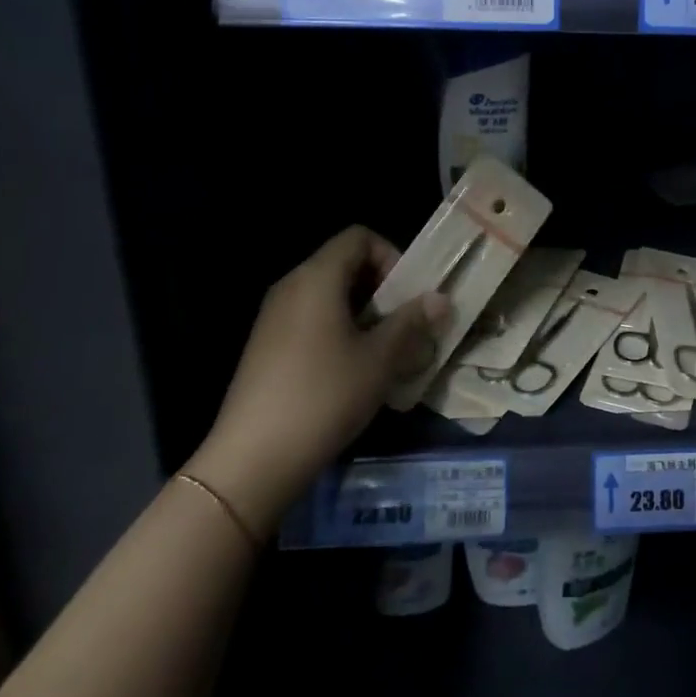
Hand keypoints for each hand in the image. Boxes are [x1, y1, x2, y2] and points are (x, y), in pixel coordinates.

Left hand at [185, 227, 448, 540]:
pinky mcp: (267, 347)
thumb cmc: (324, 395)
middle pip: (345, 264)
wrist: (253, 459)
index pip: (359, 237)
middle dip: (382, 288)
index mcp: (317, 277)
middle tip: (405, 325)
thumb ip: (412, 322)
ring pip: (330, 295)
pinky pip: (312, 320)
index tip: (407, 295)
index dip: (391, 256)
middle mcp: (291, 287)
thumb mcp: (380, 358)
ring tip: (385, 352)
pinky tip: (353, 372)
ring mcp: (274, 317)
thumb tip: (442, 298)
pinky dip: (339, 331)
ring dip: (364, 313)